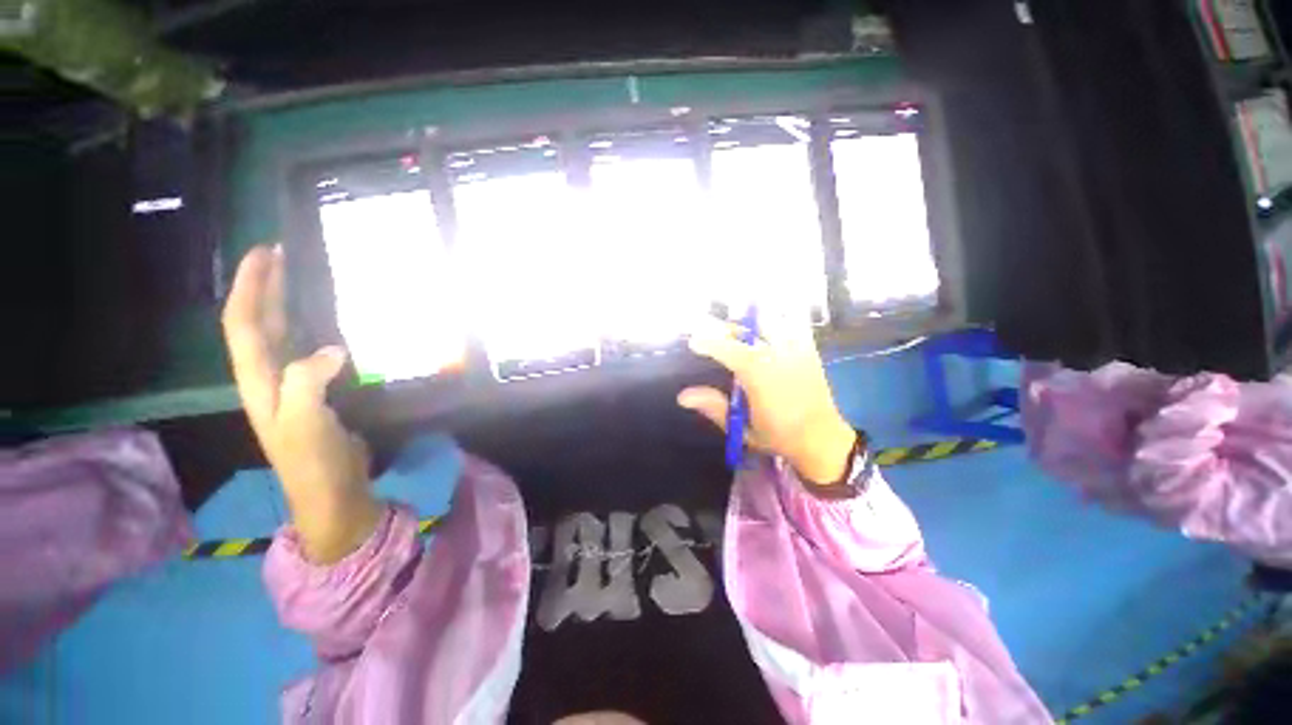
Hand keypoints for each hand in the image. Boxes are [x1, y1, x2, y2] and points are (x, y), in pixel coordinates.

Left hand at [222, 245, 379, 562]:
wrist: (332, 490)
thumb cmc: (313, 461)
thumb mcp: (305, 423)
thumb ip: (308, 383)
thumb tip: (333, 349)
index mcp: (259, 381)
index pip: (244, 324)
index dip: (252, 287)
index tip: (266, 253)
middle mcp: (270, 378)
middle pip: (259, 323)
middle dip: (265, 287)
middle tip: (284, 255)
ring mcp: (294, 386)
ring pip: (283, 336)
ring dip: (287, 305)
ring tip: (304, 280)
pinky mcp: (319, 393)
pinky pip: (311, 351)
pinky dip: (315, 330)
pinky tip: (333, 324)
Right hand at [678, 313, 855, 486]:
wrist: (822, 439)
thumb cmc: (779, 436)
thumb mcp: (741, 428)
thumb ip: (713, 407)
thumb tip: (682, 396)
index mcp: (758, 374)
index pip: (726, 347)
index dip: (706, 341)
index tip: (693, 342)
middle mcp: (776, 354)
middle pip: (746, 327)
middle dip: (725, 328)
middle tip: (713, 337)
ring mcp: (796, 348)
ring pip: (771, 318)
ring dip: (751, 322)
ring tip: (741, 334)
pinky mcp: (809, 349)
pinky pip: (794, 323)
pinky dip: (779, 321)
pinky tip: (769, 332)